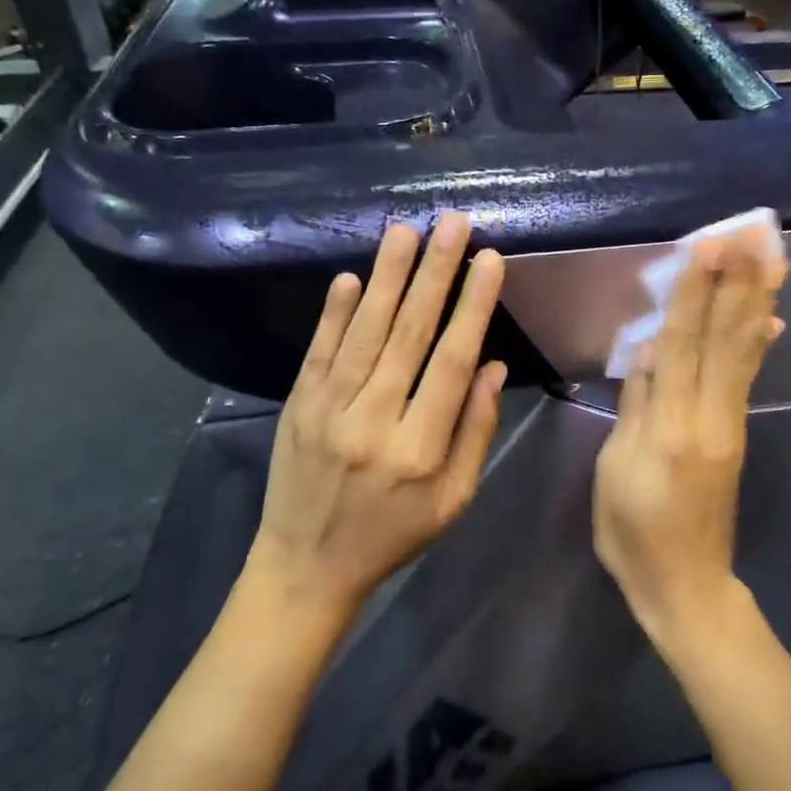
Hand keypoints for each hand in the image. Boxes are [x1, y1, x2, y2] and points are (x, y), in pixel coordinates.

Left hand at [249, 214, 507, 617]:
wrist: (306, 567)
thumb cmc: (393, 535)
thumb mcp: (453, 501)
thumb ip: (475, 432)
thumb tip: (493, 366)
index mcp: (419, 449)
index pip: (451, 363)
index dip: (473, 307)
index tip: (489, 261)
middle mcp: (373, 421)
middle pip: (409, 335)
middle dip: (434, 273)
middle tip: (452, 224)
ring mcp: (328, 410)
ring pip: (365, 333)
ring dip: (388, 278)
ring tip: (406, 232)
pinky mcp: (297, 405)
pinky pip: (319, 351)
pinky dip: (336, 313)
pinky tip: (353, 277)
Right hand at [593, 228, 785, 641]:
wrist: (686, 586)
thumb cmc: (634, 534)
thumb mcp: (615, 472)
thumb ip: (635, 407)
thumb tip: (649, 350)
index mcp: (672, 428)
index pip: (683, 346)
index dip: (695, 295)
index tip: (708, 248)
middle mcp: (710, 418)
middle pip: (725, 339)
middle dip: (738, 282)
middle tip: (755, 234)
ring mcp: (730, 425)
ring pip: (744, 352)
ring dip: (758, 301)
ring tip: (774, 259)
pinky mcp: (736, 434)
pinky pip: (747, 377)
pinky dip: (759, 341)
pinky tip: (771, 318)